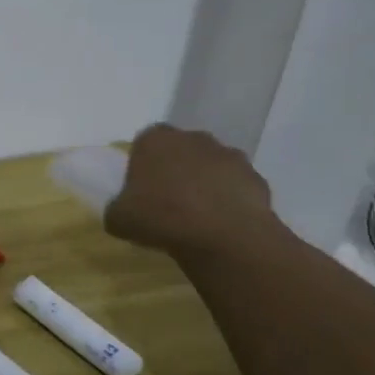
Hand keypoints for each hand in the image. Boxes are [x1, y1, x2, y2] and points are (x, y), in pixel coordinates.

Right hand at [103, 124, 277, 258]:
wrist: (223, 235)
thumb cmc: (161, 217)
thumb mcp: (118, 218)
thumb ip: (118, 207)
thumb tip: (124, 210)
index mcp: (154, 140)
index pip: (144, 142)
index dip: (142, 165)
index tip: (141, 189)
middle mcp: (193, 138)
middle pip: (180, 150)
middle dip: (175, 169)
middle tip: (167, 201)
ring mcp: (229, 155)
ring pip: (210, 166)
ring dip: (204, 183)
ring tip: (197, 216)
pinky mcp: (256, 177)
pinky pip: (235, 186)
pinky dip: (229, 199)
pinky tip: (221, 224)